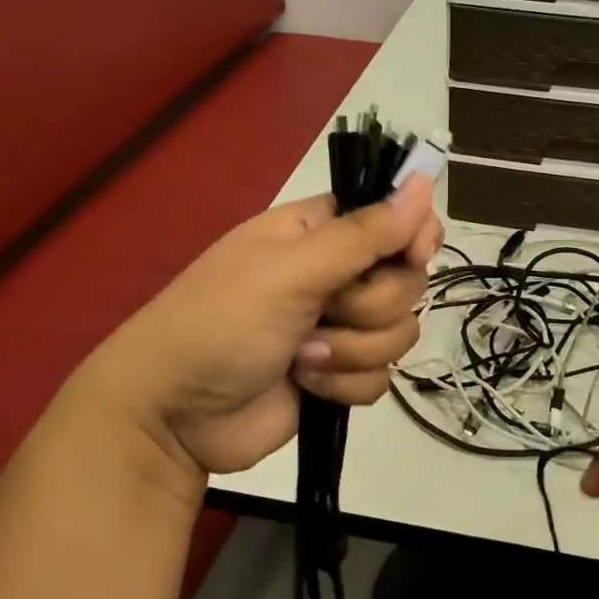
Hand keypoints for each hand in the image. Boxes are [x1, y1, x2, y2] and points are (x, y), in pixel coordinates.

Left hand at [79, 176, 441, 491]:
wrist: (174, 415)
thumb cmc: (221, 324)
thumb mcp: (290, 272)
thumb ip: (363, 235)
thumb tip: (425, 182)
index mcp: (318, 233)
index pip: (393, 217)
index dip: (414, 234)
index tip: (415, 255)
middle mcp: (334, 275)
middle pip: (405, 281)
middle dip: (369, 307)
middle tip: (324, 313)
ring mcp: (338, 328)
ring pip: (398, 332)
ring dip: (353, 351)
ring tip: (301, 358)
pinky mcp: (339, 375)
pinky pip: (381, 376)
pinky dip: (346, 384)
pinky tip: (306, 386)